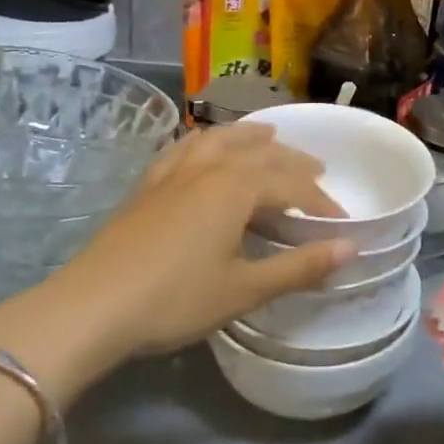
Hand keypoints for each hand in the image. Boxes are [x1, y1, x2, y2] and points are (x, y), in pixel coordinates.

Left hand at [0, 125, 353, 399]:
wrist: (90, 307)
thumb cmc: (174, 300)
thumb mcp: (244, 289)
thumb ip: (300, 267)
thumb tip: (352, 247)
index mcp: (237, 188)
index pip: (292, 186)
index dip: (320, 202)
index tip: (341, 222)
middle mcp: (209, 168)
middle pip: (261, 154)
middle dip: (294, 162)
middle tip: (318, 171)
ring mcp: (174, 172)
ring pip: (221, 140)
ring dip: (251, 137)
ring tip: (269, 136)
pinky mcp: (148, 184)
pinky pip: (185, 148)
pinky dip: (207, 140)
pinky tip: (205, 145)